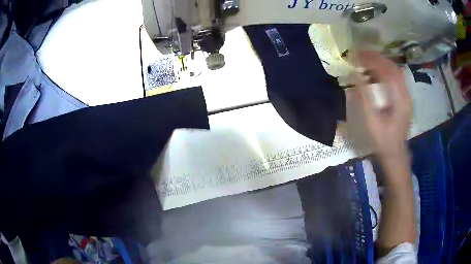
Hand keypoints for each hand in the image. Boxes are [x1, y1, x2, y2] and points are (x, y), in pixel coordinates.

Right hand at [348, 51, 412, 159]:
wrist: (395, 154)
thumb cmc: (383, 140)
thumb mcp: (371, 120)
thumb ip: (363, 95)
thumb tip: (352, 74)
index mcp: (400, 98)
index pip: (386, 70)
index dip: (371, 59)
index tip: (356, 54)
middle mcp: (405, 93)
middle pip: (392, 67)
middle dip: (375, 58)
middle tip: (359, 54)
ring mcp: (406, 96)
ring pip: (394, 71)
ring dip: (379, 64)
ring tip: (364, 61)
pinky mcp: (403, 99)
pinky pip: (394, 79)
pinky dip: (383, 73)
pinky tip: (374, 74)